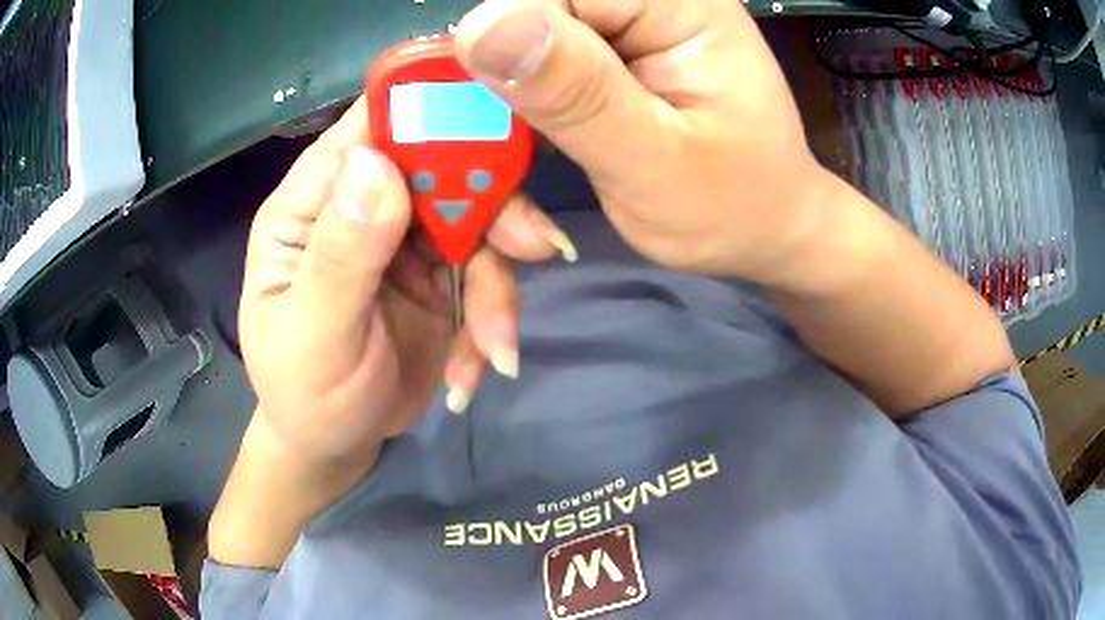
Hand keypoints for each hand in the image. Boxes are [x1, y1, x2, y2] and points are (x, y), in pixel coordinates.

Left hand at [238, 98, 575, 467]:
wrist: (335, 446)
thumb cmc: (305, 395)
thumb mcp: (314, 336)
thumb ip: (341, 254)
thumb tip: (378, 164)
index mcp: (309, 208)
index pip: (365, 132)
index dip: (424, 111)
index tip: (491, 119)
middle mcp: (360, 209)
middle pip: (438, 169)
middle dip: (492, 206)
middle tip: (537, 247)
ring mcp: (403, 243)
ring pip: (475, 224)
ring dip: (497, 286)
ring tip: (497, 350)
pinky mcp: (439, 279)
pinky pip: (484, 276)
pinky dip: (491, 322)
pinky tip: (480, 368)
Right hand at [454, 0, 832, 281]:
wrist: (764, 228)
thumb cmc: (733, 207)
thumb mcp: (655, 163)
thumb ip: (577, 93)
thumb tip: (480, 26)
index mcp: (679, 4)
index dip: (505, 45)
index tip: (498, 120)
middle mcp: (653, 0)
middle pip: (533, 12)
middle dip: (503, 86)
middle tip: (506, 161)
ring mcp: (630, 24)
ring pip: (526, 43)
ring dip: (509, 109)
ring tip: (525, 173)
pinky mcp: (612, 55)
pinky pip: (541, 65)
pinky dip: (526, 113)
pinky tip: (539, 154)